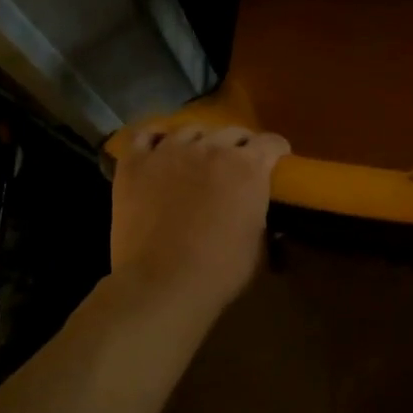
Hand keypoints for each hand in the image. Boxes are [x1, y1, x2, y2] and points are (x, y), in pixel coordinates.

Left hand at [110, 124, 288, 320]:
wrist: (162, 283)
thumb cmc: (220, 271)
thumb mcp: (257, 241)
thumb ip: (257, 210)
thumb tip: (252, 205)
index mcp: (248, 168)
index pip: (271, 143)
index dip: (276, 150)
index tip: (276, 159)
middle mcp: (212, 148)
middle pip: (233, 131)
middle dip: (240, 144)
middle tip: (238, 163)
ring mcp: (170, 151)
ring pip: (191, 129)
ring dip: (201, 141)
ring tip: (197, 156)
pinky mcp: (136, 162)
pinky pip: (146, 136)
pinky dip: (156, 139)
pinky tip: (159, 148)